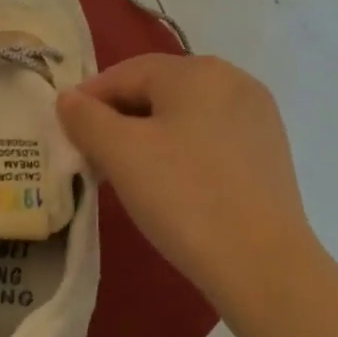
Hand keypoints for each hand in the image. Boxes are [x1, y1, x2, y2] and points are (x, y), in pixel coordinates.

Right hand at [56, 54, 319, 304]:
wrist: (264, 266)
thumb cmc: (185, 197)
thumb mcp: (121, 154)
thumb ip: (86, 118)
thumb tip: (68, 98)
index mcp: (198, 70)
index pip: (127, 73)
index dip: (90, 99)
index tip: (67, 132)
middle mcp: (233, 79)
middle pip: (159, 90)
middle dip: (120, 119)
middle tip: (94, 156)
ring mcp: (257, 115)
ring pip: (185, 115)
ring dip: (150, 136)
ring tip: (128, 173)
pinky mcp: (270, 150)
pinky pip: (212, 137)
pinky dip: (184, 150)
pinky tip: (173, 184)